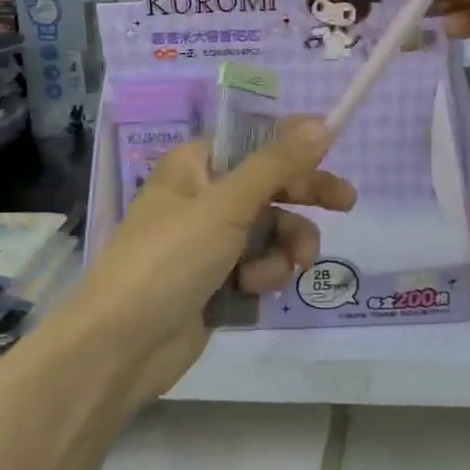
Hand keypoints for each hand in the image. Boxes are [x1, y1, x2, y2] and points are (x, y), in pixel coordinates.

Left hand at [70, 121, 355, 406]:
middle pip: (268, 185)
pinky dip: (264, 275)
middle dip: (304, 196)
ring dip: (285, 246)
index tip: (332, 143)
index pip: (253, 141)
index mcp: (195, 166)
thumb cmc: (169, 259)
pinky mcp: (217, 281)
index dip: (291, 142)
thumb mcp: (226, 205)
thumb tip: (321, 123)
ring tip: (288, 267)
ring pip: (270, 230)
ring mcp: (209, 242)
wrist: (121, 346)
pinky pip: (259, 265)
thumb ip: (277, 165)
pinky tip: (253, 290)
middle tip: (347, 203)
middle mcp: (203, 197)